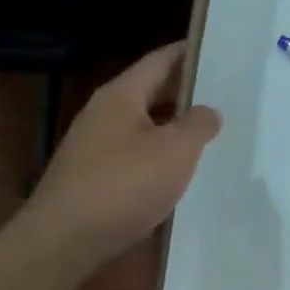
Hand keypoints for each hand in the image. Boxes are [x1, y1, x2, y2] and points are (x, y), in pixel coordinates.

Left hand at [22, 42, 220, 278]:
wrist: (64, 240)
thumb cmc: (124, 185)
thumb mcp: (175, 151)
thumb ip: (198, 125)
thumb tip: (208, 111)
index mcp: (121, 96)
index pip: (160, 60)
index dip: (189, 53)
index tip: (218, 49)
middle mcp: (104, 114)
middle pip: (151, 92)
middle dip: (185, 92)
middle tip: (225, 94)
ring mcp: (95, 147)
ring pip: (144, 126)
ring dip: (173, 127)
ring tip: (210, 133)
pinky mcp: (94, 178)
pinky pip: (135, 155)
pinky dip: (159, 156)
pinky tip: (179, 172)